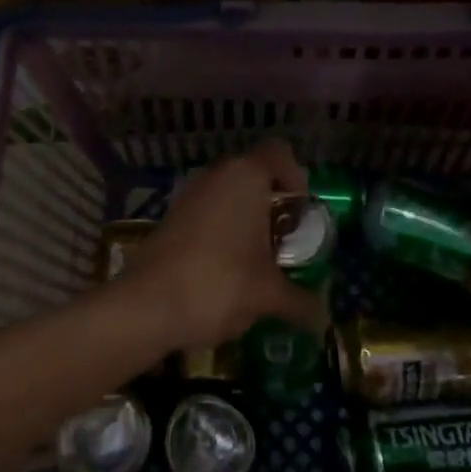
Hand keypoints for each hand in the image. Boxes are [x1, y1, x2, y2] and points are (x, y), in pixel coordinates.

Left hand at [118, 140, 327, 350]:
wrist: (147, 305)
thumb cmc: (219, 284)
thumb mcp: (268, 295)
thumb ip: (300, 301)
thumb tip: (323, 318)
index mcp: (246, 177)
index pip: (279, 153)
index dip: (296, 176)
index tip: (301, 212)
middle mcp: (216, 176)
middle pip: (254, 174)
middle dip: (272, 204)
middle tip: (285, 239)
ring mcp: (189, 194)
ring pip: (228, 194)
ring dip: (246, 219)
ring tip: (258, 259)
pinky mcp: (171, 217)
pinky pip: (207, 212)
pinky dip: (221, 231)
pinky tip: (226, 268)